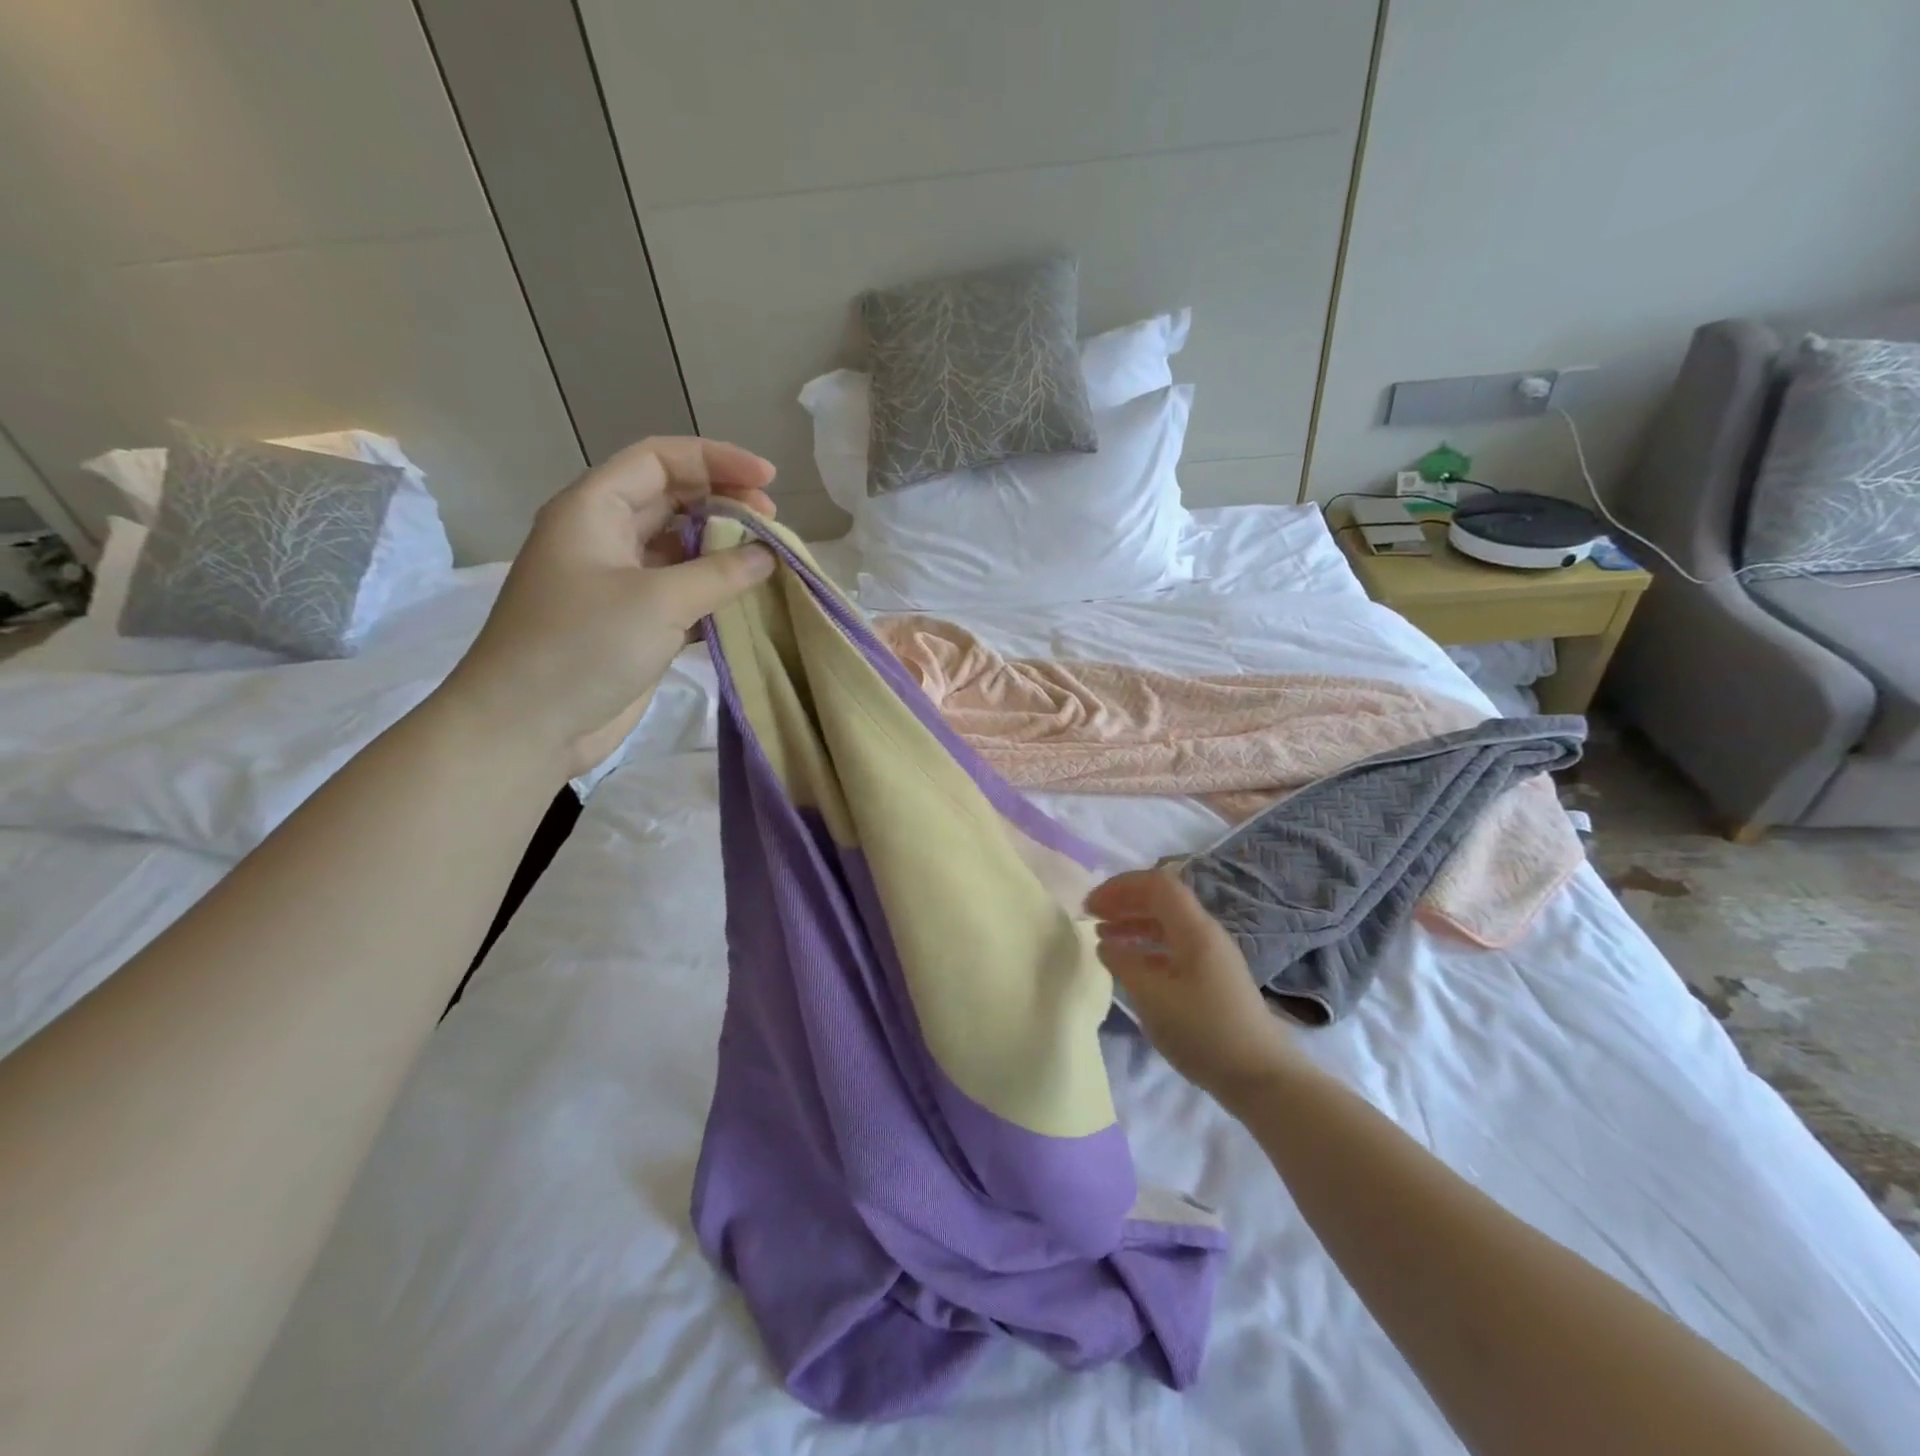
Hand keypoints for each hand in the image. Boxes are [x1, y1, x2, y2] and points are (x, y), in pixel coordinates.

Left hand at [441, 436, 778, 776]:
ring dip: (723, 552)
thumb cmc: (583, 646)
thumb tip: (767, 555)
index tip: (769, 480)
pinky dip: (715, 593)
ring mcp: (618, 582)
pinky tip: (748, 603)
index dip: (716, 460)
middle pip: (673, 499)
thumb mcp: (658, 601)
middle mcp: (605, 536)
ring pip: (680, 549)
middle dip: (725, 504)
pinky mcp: (632, 623)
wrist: (527, 726)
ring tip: (769, 563)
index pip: (660, 460)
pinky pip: (681, 592)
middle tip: (774, 526)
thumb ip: (720, 573)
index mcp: (594, 509)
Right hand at [1086, 869, 1299, 1109]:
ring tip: (1103, 938)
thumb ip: (1124, 964)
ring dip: (1133, 924)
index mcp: (1195, 930)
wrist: (1261, 1077)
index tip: (1091, 905)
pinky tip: (1129, 965)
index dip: (1120, 887)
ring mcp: (1211, 956)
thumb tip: (1105, 945)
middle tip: (1091, 915)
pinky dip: (1146, 947)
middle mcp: (1205, 934)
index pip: (1156, 884)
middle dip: (1124, 901)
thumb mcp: (1153, 997)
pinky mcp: (1212, 978)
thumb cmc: (1204, 1032)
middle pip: (1161, 900)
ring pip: (1166, 924)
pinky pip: (1173, 947)